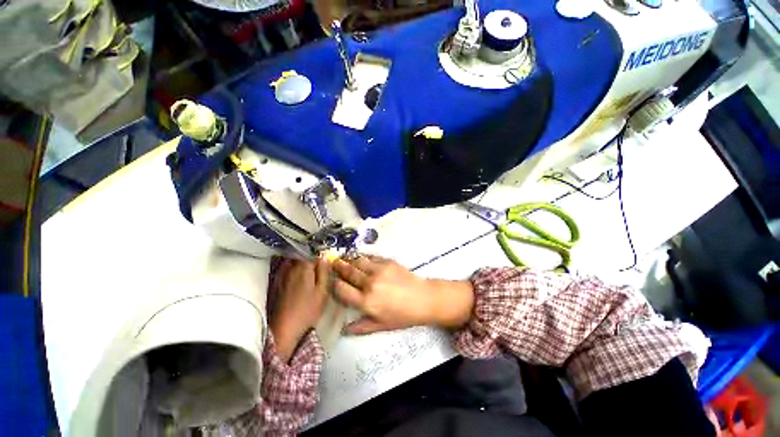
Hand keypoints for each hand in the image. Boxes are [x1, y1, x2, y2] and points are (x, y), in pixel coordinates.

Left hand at [269, 258, 328, 361]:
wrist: (283, 329)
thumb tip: (325, 256)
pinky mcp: (275, 283)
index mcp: (303, 267)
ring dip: (301, 262)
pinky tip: (298, 279)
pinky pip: (286, 269)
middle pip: (301, 254)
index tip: (325, 260)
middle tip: (318, 266)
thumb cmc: (307, 310)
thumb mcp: (322, 291)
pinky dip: (293, 269)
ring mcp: (280, 275)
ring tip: (308, 272)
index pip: (312, 252)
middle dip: (310, 257)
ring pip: (292, 261)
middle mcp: (289, 267)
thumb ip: (324, 271)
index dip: (320, 254)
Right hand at [331, 256, 473, 334]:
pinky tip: (360, 257)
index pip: (342, 290)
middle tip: (331, 263)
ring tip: (343, 258)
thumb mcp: (381, 325)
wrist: (423, 298)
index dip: (334, 284)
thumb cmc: (403, 315)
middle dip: (338, 267)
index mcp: (366, 301)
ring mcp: (379, 270)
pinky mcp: (388, 262)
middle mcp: (369, 283)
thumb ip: (361, 327)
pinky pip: (371, 257)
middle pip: (348, 272)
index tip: (331, 281)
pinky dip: (363, 256)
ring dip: (349, 260)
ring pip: (358, 261)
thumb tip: (344, 329)